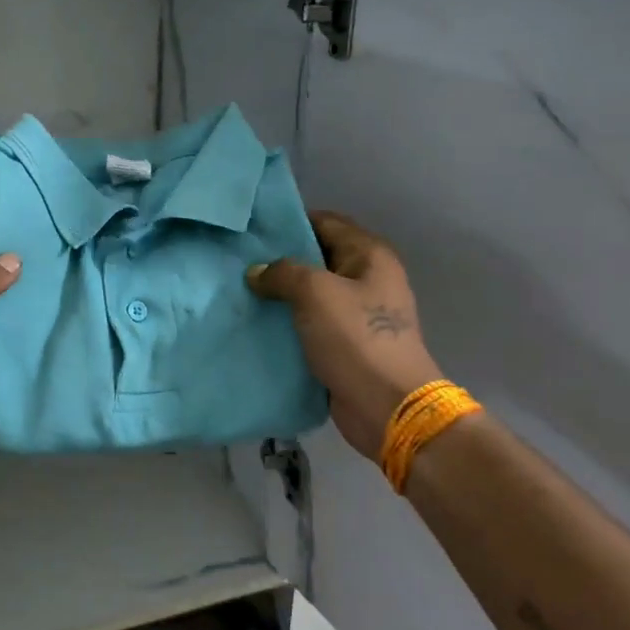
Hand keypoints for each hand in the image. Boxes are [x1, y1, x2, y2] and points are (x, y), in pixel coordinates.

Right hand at [246, 210, 440, 461]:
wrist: (388, 407)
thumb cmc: (356, 339)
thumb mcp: (315, 293)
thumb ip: (282, 273)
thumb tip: (257, 272)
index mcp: (369, 255)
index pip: (325, 221)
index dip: (290, 222)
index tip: (253, 230)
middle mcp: (368, 278)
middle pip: (317, 256)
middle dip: (281, 260)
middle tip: (240, 262)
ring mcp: (359, 313)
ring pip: (311, 292)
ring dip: (282, 294)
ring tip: (242, 291)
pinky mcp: (347, 343)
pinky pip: (312, 322)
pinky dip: (289, 321)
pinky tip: (259, 322)